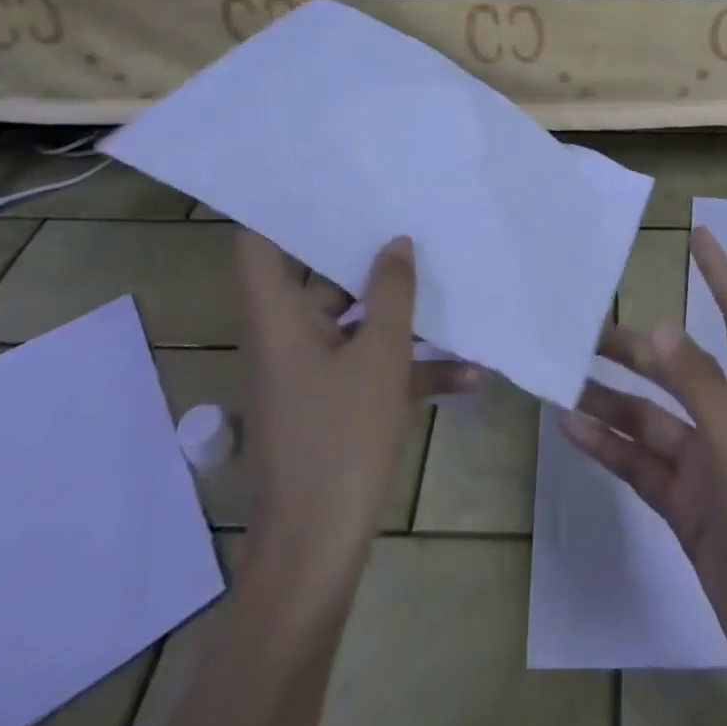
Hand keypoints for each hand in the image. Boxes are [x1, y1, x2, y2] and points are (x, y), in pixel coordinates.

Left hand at [235, 231, 476, 580]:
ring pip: (354, 324)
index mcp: (280, 320)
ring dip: (398, 314)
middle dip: (361, 253)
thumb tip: (395, 243)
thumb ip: (391, 294)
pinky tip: (468, 374)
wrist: (320, 546)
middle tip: (401, 214)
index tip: (319, 179)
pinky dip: (409, 368)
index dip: (278, 209)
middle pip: (317, 279)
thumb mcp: (379, 356)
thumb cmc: (341, 438)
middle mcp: (289, 338)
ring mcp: (313, 374)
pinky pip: (371, 369)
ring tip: (444, 280)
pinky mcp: (335, 405)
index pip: (257, 247)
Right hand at [560, 227, 726, 708]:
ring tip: (563, 380)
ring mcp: (709, 468)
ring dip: (612, 400)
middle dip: (639, 348)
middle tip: (585, 331)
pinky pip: (641, 464)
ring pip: (652, 419)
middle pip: (680, 370)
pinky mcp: (688, 508)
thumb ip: (700, 389)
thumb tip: (661, 325)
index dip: (721, 275)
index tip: (696, 235)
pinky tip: (572, 430)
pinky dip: (608, 447)